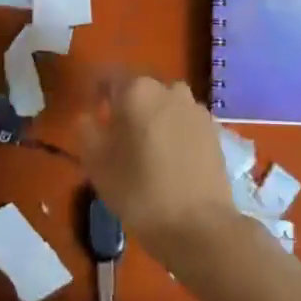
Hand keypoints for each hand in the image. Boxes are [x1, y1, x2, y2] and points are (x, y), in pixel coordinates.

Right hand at [78, 73, 240, 269]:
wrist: (200, 225)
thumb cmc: (139, 191)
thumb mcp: (97, 164)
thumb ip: (87, 130)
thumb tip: (89, 116)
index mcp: (137, 90)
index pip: (107, 75)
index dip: (94, 90)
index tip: (90, 111)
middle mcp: (169, 88)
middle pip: (139, 89)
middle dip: (125, 106)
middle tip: (114, 136)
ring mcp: (196, 108)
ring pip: (163, 105)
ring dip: (151, 118)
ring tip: (143, 150)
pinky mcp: (214, 129)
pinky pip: (183, 121)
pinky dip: (172, 132)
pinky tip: (168, 160)